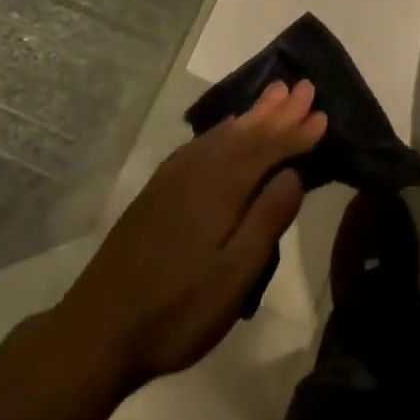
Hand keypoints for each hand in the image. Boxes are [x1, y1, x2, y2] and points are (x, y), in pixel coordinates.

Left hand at [59, 80, 326, 392]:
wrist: (95, 332)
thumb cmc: (176, 310)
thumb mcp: (234, 276)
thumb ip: (267, 219)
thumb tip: (294, 173)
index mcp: (221, 186)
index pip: (269, 148)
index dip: (297, 132)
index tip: (323, 114)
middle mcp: (199, 169)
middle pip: (247, 132)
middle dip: (279, 111)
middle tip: (305, 87)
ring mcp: (174, 177)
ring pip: (224, 133)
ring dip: (254, 114)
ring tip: (276, 94)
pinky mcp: (159, 190)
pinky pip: (203, 143)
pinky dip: (225, 130)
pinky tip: (229, 128)